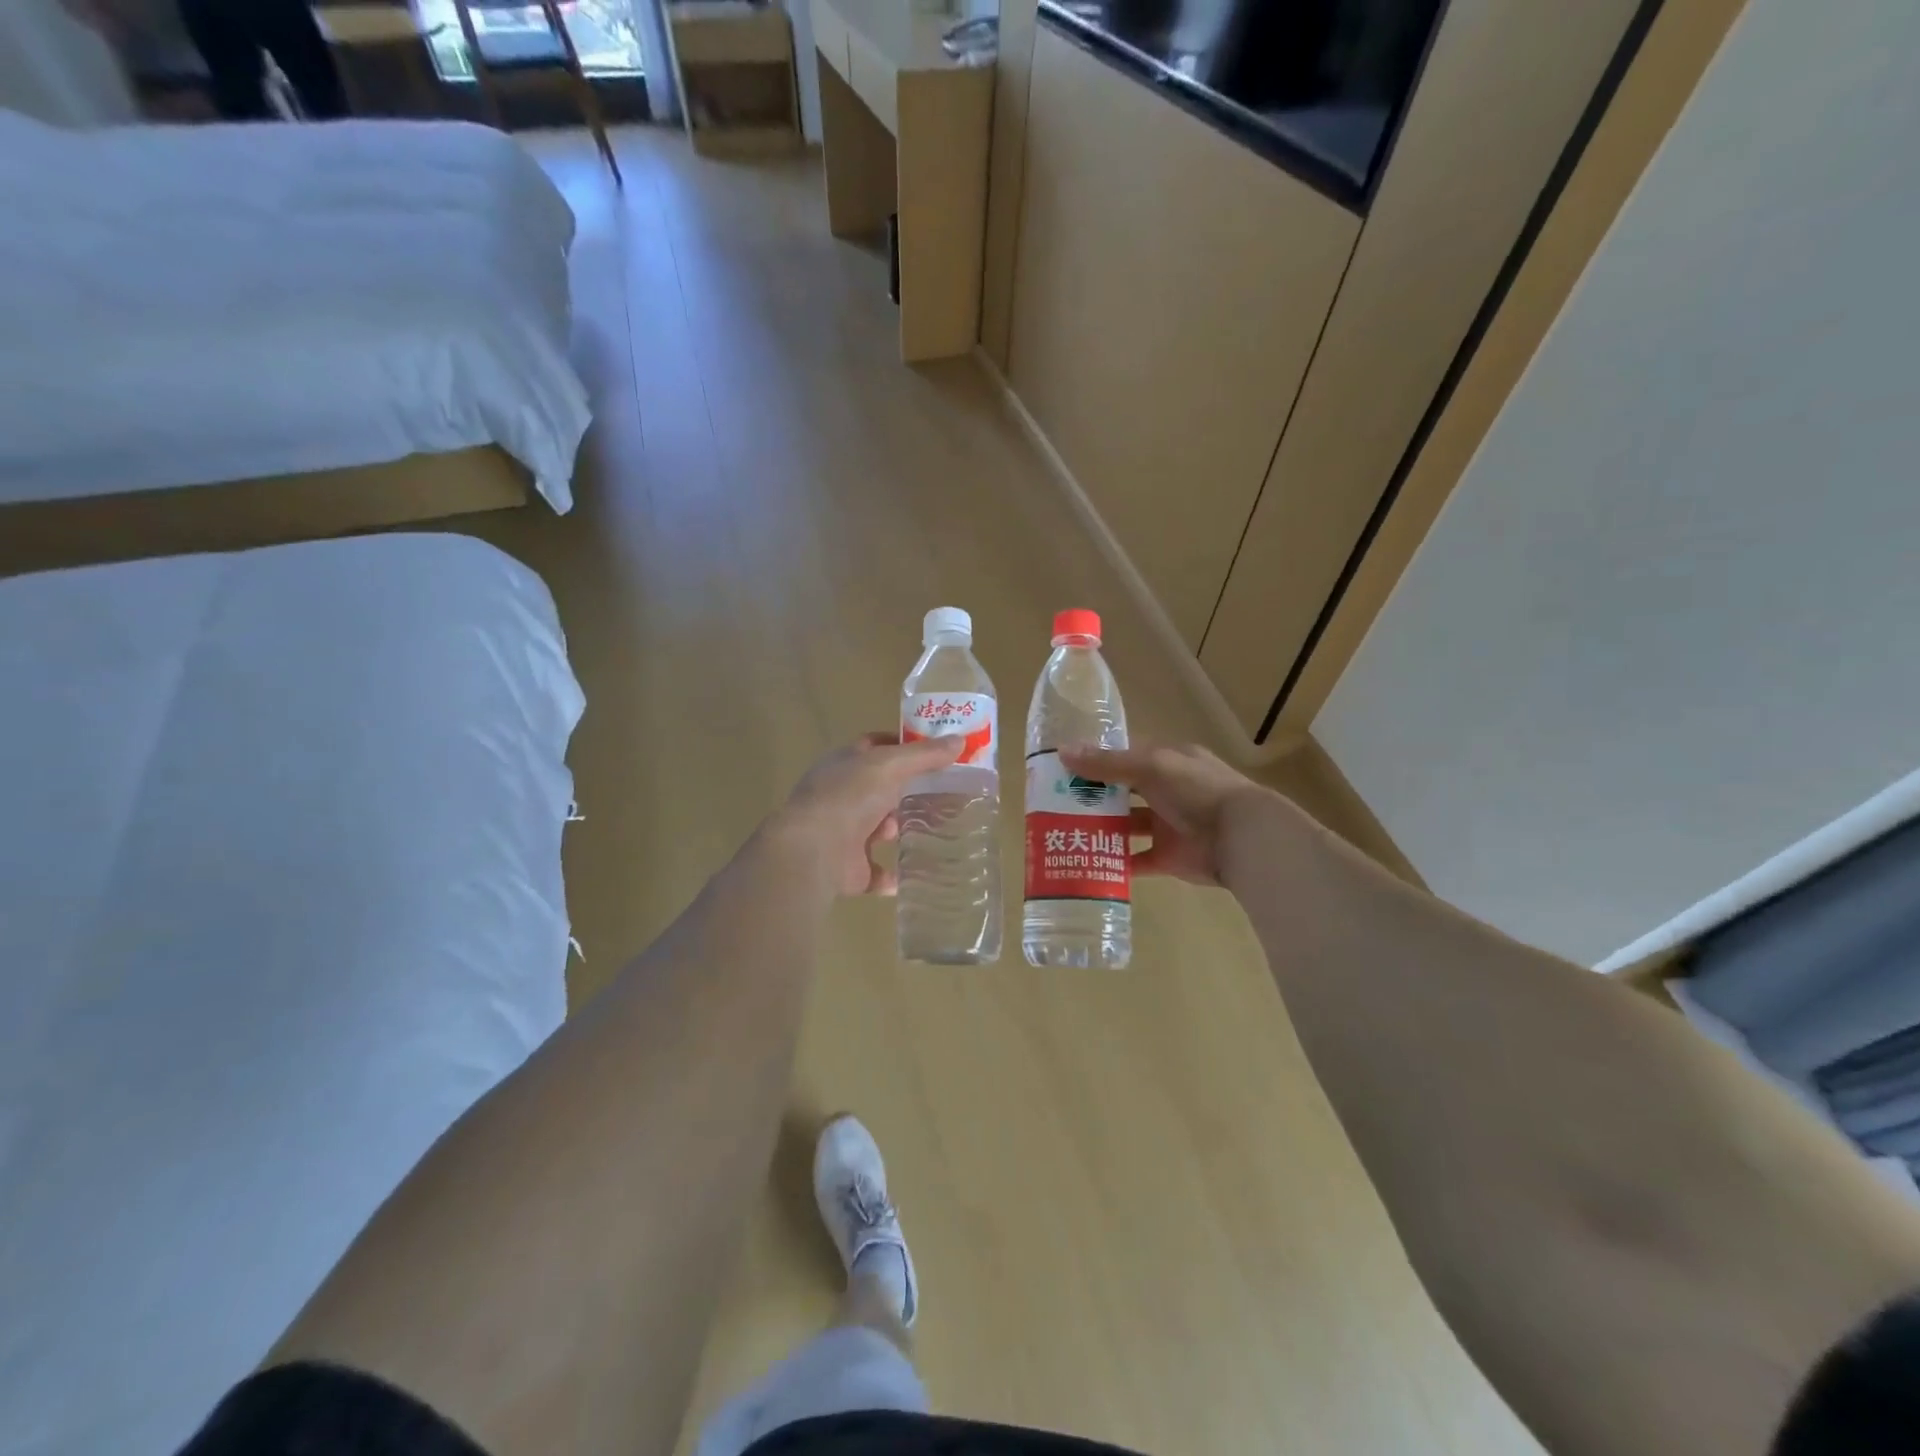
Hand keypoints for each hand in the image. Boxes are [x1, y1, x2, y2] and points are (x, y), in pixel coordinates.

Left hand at [768, 732, 963, 896]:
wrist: (813, 852)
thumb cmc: (848, 797)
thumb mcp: (890, 765)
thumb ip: (924, 755)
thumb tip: (959, 740)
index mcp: (843, 765)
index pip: (874, 747)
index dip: (902, 746)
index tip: (934, 751)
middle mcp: (840, 797)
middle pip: (879, 790)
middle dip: (907, 792)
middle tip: (945, 793)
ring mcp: (842, 835)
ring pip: (878, 830)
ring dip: (900, 831)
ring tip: (936, 831)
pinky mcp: (849, 870)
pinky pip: (878, 872)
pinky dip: (896, 875)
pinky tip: (921, 873)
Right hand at [1059, 742, 1272, 887]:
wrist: (1240, 837)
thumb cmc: (1196, 790)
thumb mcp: (1150, 766)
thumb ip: (1107, 763)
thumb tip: (1061, 752)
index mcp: (1166, 762)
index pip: (1125, 756)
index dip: (1095, 760)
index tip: (1062, 767)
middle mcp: (1166, 791)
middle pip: (1122, 791)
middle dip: (1092, 796)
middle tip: (1052, 802)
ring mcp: (1167, 825)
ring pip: (1126, 825)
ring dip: (1100, 828)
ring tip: (1063, 832)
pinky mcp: (1168, 857)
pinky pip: (1137, 860)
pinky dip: (1115, 863)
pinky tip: (1087, 862)